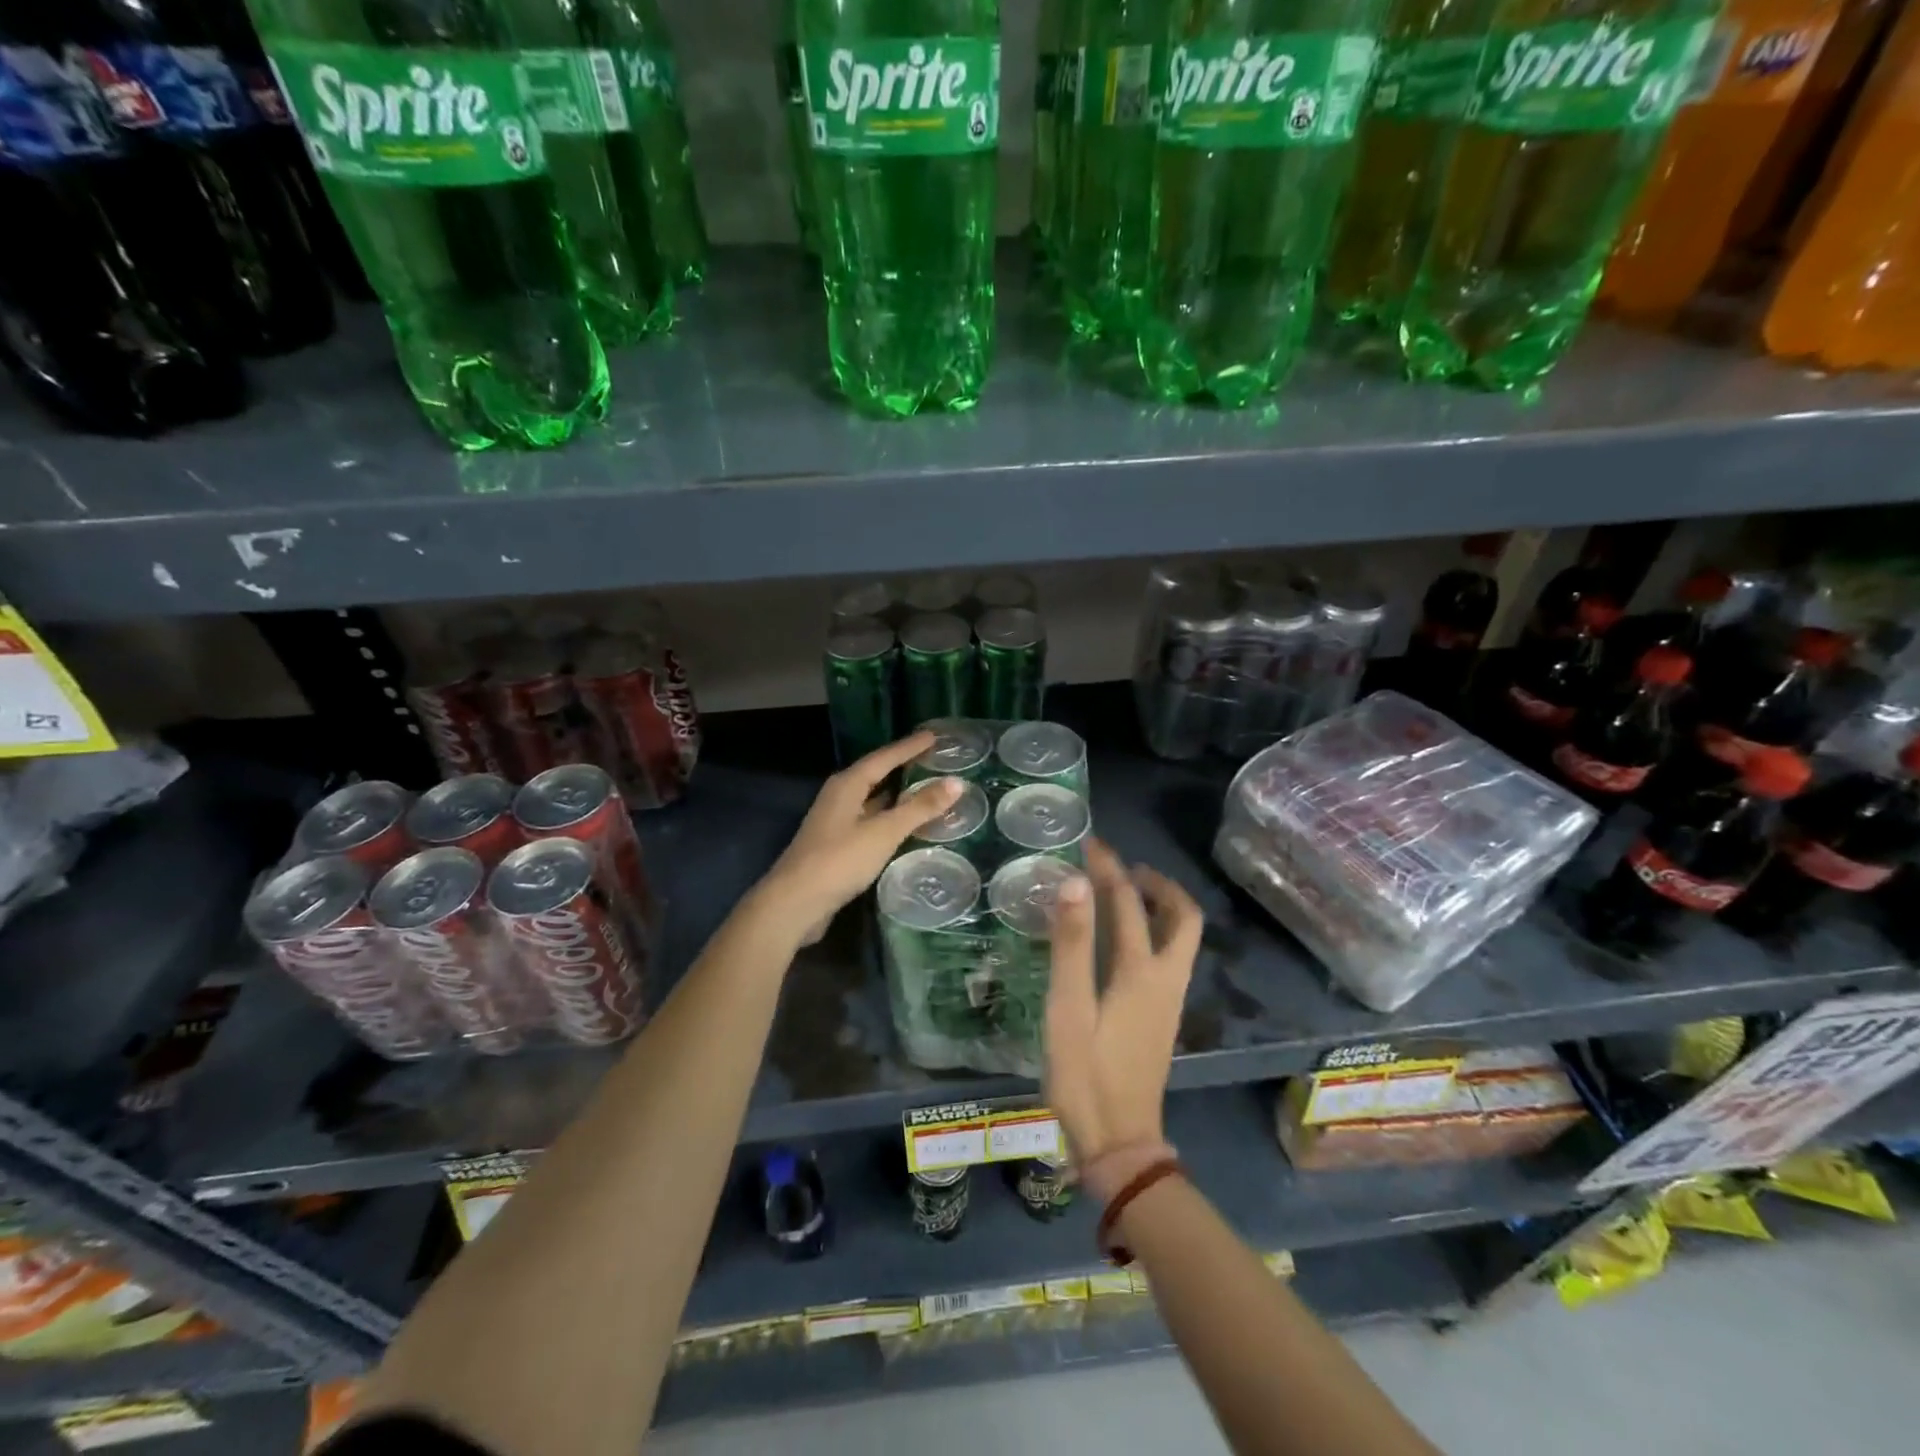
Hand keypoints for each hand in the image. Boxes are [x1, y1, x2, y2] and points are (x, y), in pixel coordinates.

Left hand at [756, 732, 960, 944]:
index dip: (910, 747)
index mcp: (847, 785)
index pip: (884, 757)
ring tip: (927, 790)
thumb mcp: (884, 832)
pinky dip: (890, 819)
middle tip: (934, 760)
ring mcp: (835, 822)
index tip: (934, 736)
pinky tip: (906, 827)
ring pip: (873, 800)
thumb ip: (920, 807)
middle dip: (904, 767)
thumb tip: (957, 782)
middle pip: (876, 775)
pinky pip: (870, 822)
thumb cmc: (840, 860)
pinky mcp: (836, 846)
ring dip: (898, 795)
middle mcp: (839, 797)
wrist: (795, 903)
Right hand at [1045, 838, 1202, 1170]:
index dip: (1110, 868)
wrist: (1119, 1143)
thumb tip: (1075, 882)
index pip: (1130, 903)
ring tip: (1124, 893)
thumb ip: (1072, 945)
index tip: (1090, 844)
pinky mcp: (1162, 1017)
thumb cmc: (1086, 1075)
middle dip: (1157, 884)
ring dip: (1159, 906)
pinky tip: (1123, 940)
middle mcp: (1166, 979)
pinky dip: (1155, 931)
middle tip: (1123, 868)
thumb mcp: (1069, 1008)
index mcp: (1142, 972)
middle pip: (1183, 917)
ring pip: (1182, 938)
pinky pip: (1170, 956)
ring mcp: (1169, 1000)